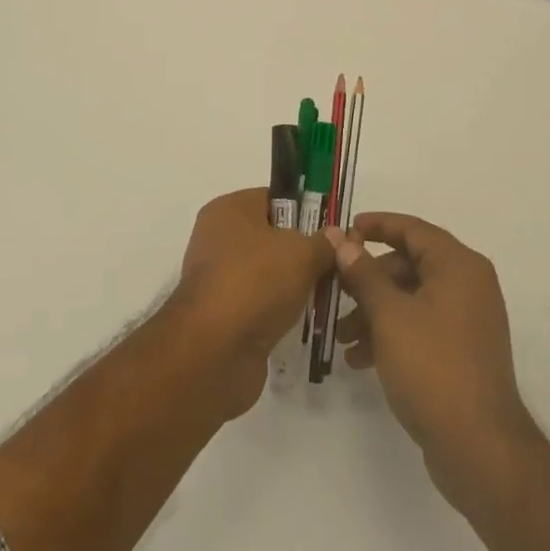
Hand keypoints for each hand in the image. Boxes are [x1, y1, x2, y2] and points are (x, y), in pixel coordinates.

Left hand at [167, 188, 331, 416]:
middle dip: (303, 252)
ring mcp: (218, 279)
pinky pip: (260, 305)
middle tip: (335, 265)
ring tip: (326, 296)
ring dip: (293, 286)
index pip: (274, 198)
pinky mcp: (222, 317)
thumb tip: (335, 236)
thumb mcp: (302, 253)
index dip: (305, 211)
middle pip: (271, 237)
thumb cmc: (256, 283)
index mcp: (230, 209)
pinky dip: (279, 313)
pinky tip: (305, 322)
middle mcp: (218, 239)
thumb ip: (323, 242)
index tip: (332, 232)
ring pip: (267, 274)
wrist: (214, 352)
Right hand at [328, 213, 538, 510]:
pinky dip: (392, 334)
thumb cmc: (433, 368)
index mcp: (458, 265)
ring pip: (412, 299)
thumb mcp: (389, 316)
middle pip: (410, 264)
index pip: (412, 229)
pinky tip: (361, 359)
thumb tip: (339, 238)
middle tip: (335, 291)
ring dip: (375, 311)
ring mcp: (468, 320)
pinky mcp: (462, 352)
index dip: (377, 225)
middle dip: (369, 279)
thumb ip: (362, 273)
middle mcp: (468, 284)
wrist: (481, 450)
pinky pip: (421, 326)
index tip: (344, 230)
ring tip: (343, 338)